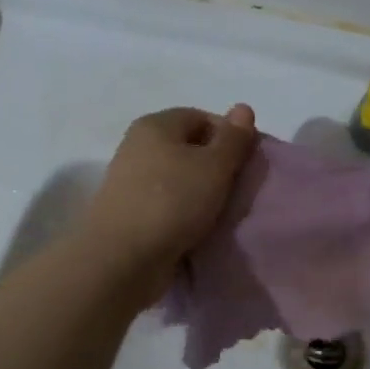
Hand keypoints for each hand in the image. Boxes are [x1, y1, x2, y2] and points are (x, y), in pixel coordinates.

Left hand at [79, 105, 256, 300]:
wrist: (122, 260)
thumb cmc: (172, 202)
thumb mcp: (214, 166)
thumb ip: (233, 138)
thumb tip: (243, 108)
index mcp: (155, 125)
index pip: (201, 118)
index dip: (229, 137)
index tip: (247, 165)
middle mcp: (137, 147)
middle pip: (188, 150)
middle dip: (216, 168)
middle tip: (238, 191)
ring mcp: (130, 183)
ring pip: (178, 181)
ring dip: (201, 195)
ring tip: (222, 215)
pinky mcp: (129, 215)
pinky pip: (166, 207)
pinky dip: (184, 215)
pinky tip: (198, 231)